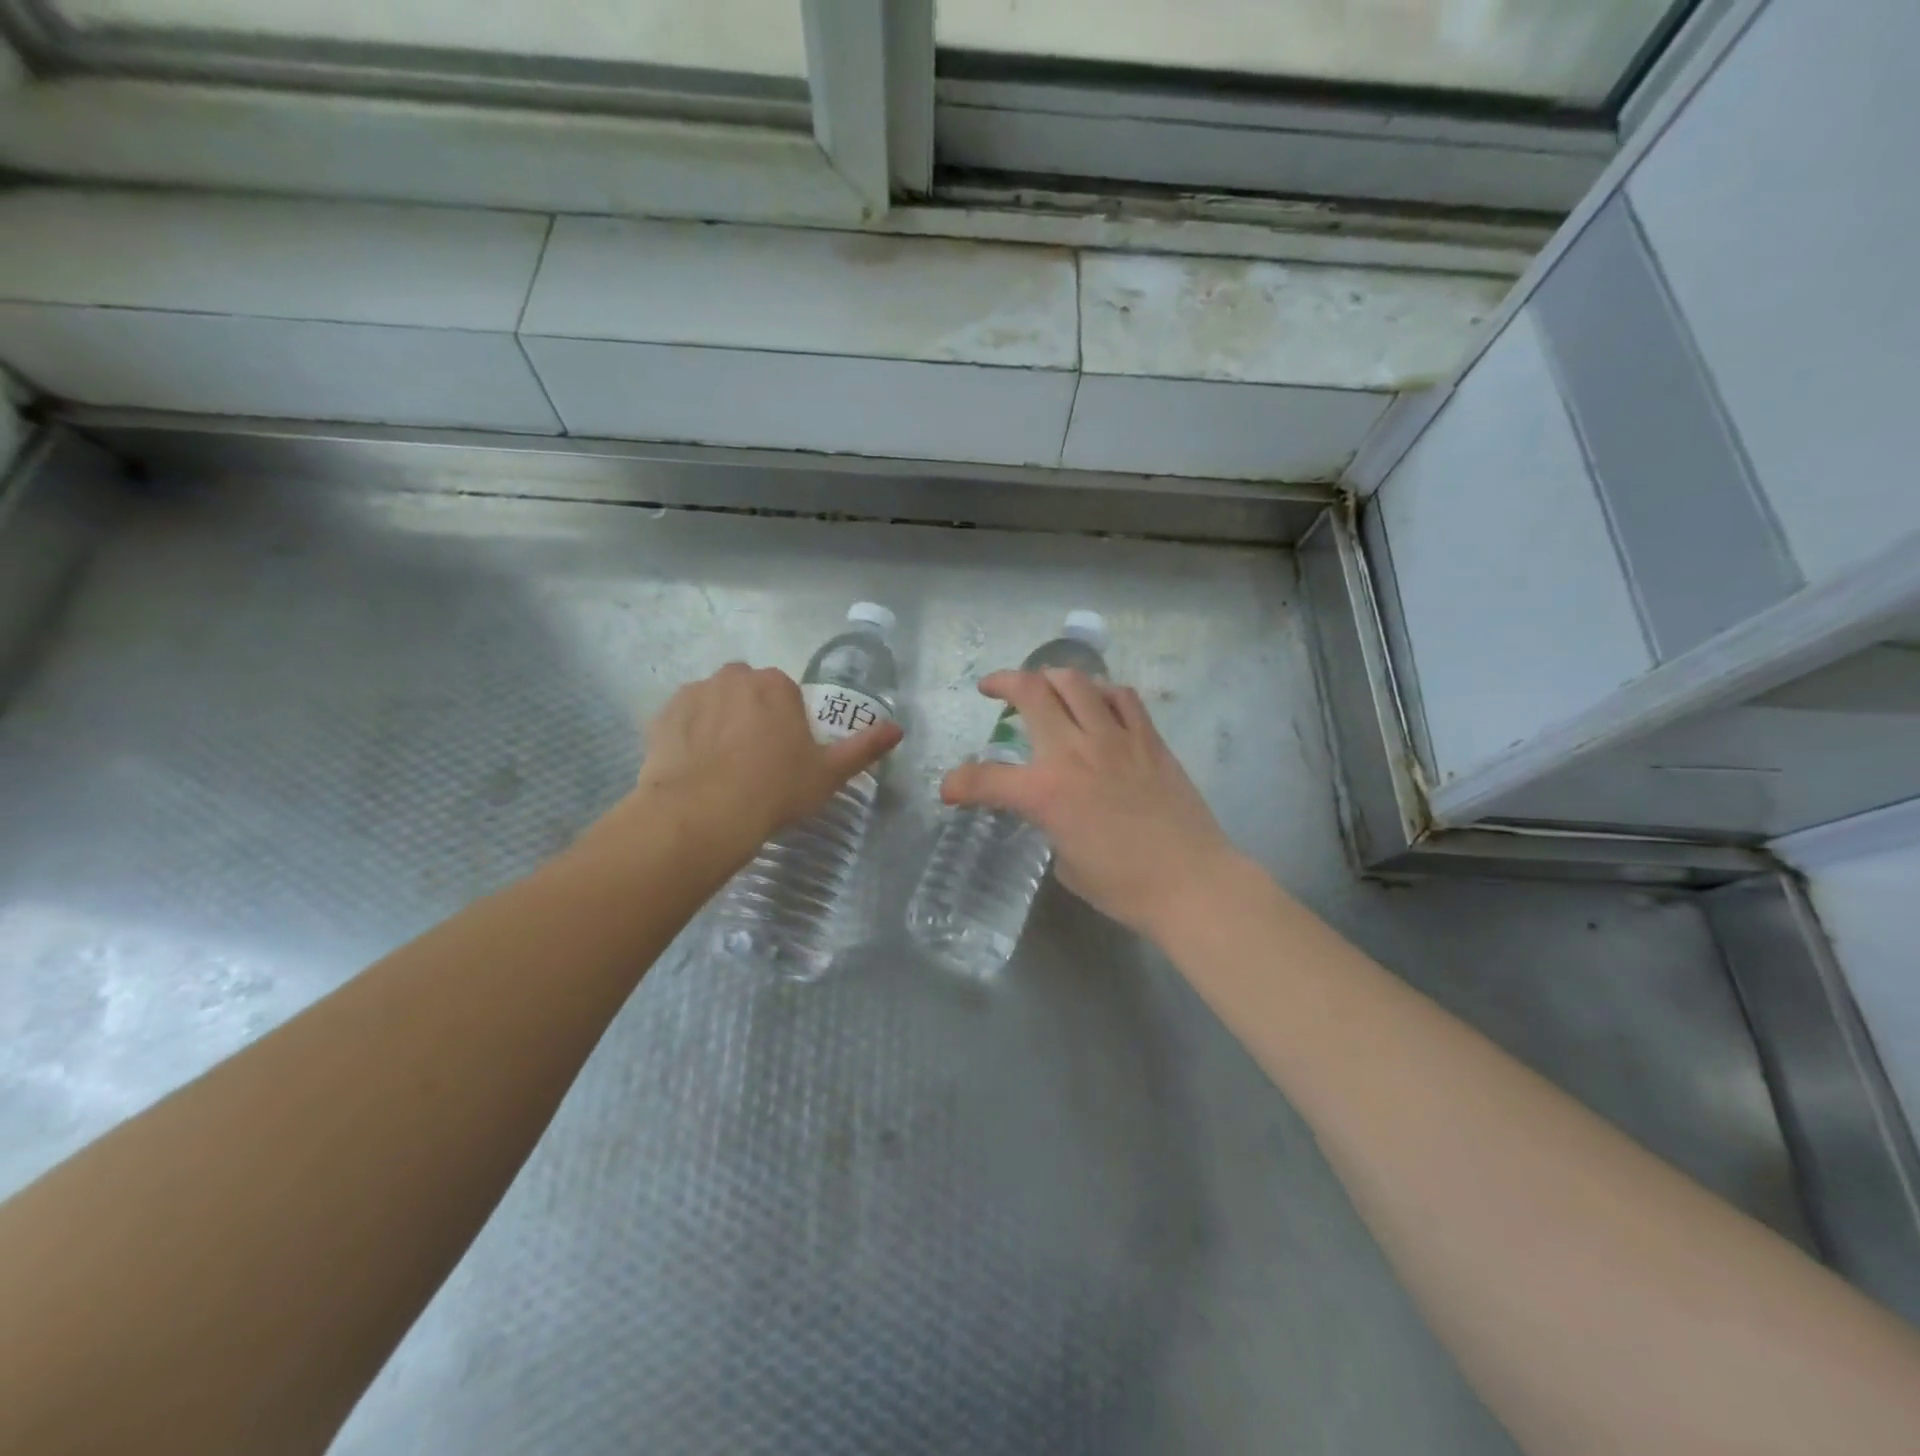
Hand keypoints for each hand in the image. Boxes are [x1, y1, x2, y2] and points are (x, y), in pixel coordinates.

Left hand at [615, 663, 901, 864]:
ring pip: (713, 702)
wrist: (704, 812)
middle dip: (751, 715)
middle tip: (753, 759)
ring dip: (718, 722)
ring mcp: (694, 693)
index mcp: (776, 685)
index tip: (784, 755)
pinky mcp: (662, 715)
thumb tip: (898, 728)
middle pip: (748, 691)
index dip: (786, 723)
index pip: (785, 694)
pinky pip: (682, 719)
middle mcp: (735, 677)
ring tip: (720, 767)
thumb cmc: (775, 789)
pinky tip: (694, 767)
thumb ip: (864, 747)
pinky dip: (688, 735)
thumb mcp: (829, 773)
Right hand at [940, 669, 1242, 940]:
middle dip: (1003, 683)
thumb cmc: (1124, 887)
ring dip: (1050, 677)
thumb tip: (1055, 812)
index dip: (959, 783)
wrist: (1191, 883)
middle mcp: (1075, 753)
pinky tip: (1097, 702)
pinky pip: (1122, 697)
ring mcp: (1116, 739)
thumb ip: (1050, 826)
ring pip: (1076, 682)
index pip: (986, 779)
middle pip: (1031, 692)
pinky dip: (1101, 692)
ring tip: (1044, 687)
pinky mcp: (1149, 740)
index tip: (951, 790)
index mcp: (1046, 792)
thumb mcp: (1066, 863)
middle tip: (992, 689)